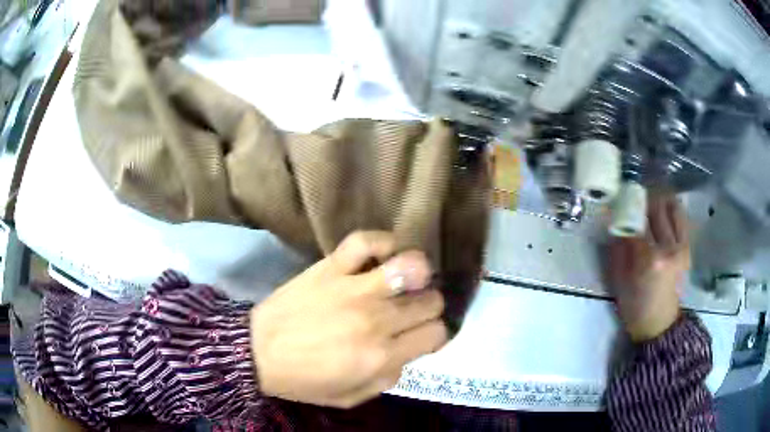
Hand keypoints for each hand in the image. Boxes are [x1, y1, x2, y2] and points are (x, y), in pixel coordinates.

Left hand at [250, 231, 446, 407]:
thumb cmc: (303, 380)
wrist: (257, 352)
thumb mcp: (352, 397)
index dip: (434, 335)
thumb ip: (388, 378)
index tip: (422, 334)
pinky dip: (381, 242)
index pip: (436, 334)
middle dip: (427, 307)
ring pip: (410, 267)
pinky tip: (385, 253)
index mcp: (382, 356)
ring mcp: (354, 290)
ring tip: (407, 278)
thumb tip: (406, 353)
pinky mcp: (331, 269)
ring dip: (417, 272)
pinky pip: (365, 242)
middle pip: (430, 301)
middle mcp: (377, 321)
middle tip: (410, 310)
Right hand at [609, 195, 689, 341]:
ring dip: (659, 200)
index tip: (618, 201)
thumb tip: (613, 221)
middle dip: (643, 200)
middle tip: (634, 199)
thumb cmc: (635, 308)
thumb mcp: (619, 281)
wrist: (660, 325)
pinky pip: (681, 218)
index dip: (625, 209)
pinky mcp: (687, 248)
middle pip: (656, 209)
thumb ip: (618, 248)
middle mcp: (668, 248)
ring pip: (672, 208)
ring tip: (650, 201)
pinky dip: (672, 209)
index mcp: (649, 259)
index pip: (636, 223)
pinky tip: (663, 209)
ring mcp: (681, 247)